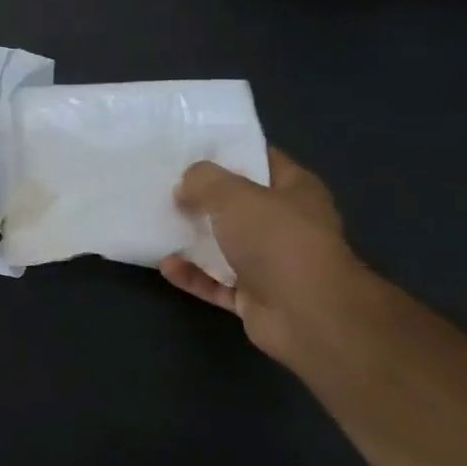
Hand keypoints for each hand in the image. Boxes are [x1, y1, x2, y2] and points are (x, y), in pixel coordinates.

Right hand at [158, 147, 362, 361]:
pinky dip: (193, 275)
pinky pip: (216, 282)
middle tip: (166, 188)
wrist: (306, 314)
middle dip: (204, 198)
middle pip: (240, 205)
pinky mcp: (255, 297)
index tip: (191, 150)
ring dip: (195, 240)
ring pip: (226, 246)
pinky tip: (166, 265)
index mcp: (296, 191)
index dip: (230, 153)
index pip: (263, 160)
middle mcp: (287, 224)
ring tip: (160, 226)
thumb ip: (204, 182)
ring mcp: (272, 263)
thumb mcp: (234, 196)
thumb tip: (185, 186)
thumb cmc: (277, 241)